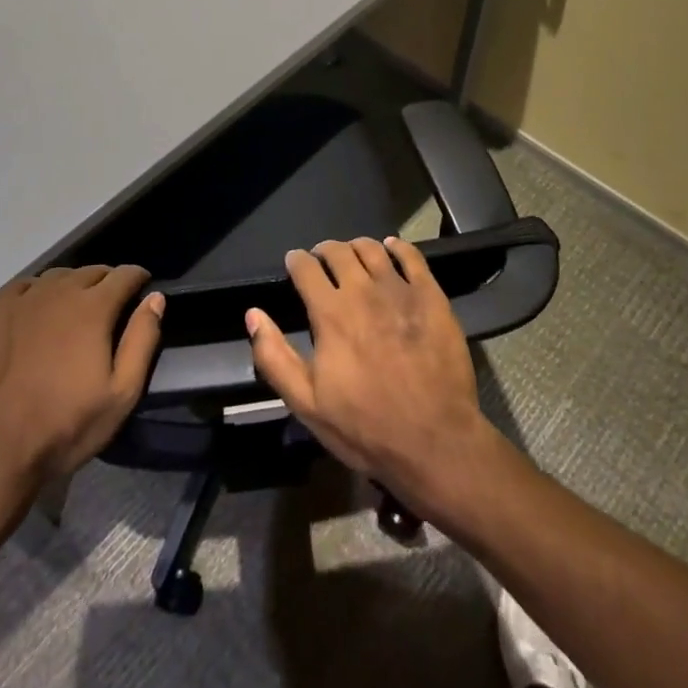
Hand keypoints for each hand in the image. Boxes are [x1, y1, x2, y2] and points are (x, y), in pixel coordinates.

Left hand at [0, 265, 164, 522]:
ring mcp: (23, 300)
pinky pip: (25, 286)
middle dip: (108, 282)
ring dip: (75, 285)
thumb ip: (142, 340)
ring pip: (59, 276)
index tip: (143, 290)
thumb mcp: (120, 395)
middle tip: (113, 307)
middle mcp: (58, 291)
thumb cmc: (63, 427)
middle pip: (92, 272)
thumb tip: (155, 298)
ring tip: (77, 309)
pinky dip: (40, 290)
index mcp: (92, 308)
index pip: (125, 274)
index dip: (139, 279)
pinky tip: (39, 310)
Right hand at [245, 236, 498, 519]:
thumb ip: (274, 357)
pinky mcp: (432, 296)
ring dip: (357, 246)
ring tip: (353, 254)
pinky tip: (392, 249)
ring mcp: (401, 290)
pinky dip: (397, 247)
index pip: (305, 268)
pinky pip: (412, 257)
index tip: (294, 263)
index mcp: (330, 313)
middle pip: (339, 251)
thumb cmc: (366, 427)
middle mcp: (363, 291)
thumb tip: (253, 315)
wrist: (435, 441)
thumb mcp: (307, 404)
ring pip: (373, 249)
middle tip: (322, 259)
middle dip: (324, 250)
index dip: (296, 260)